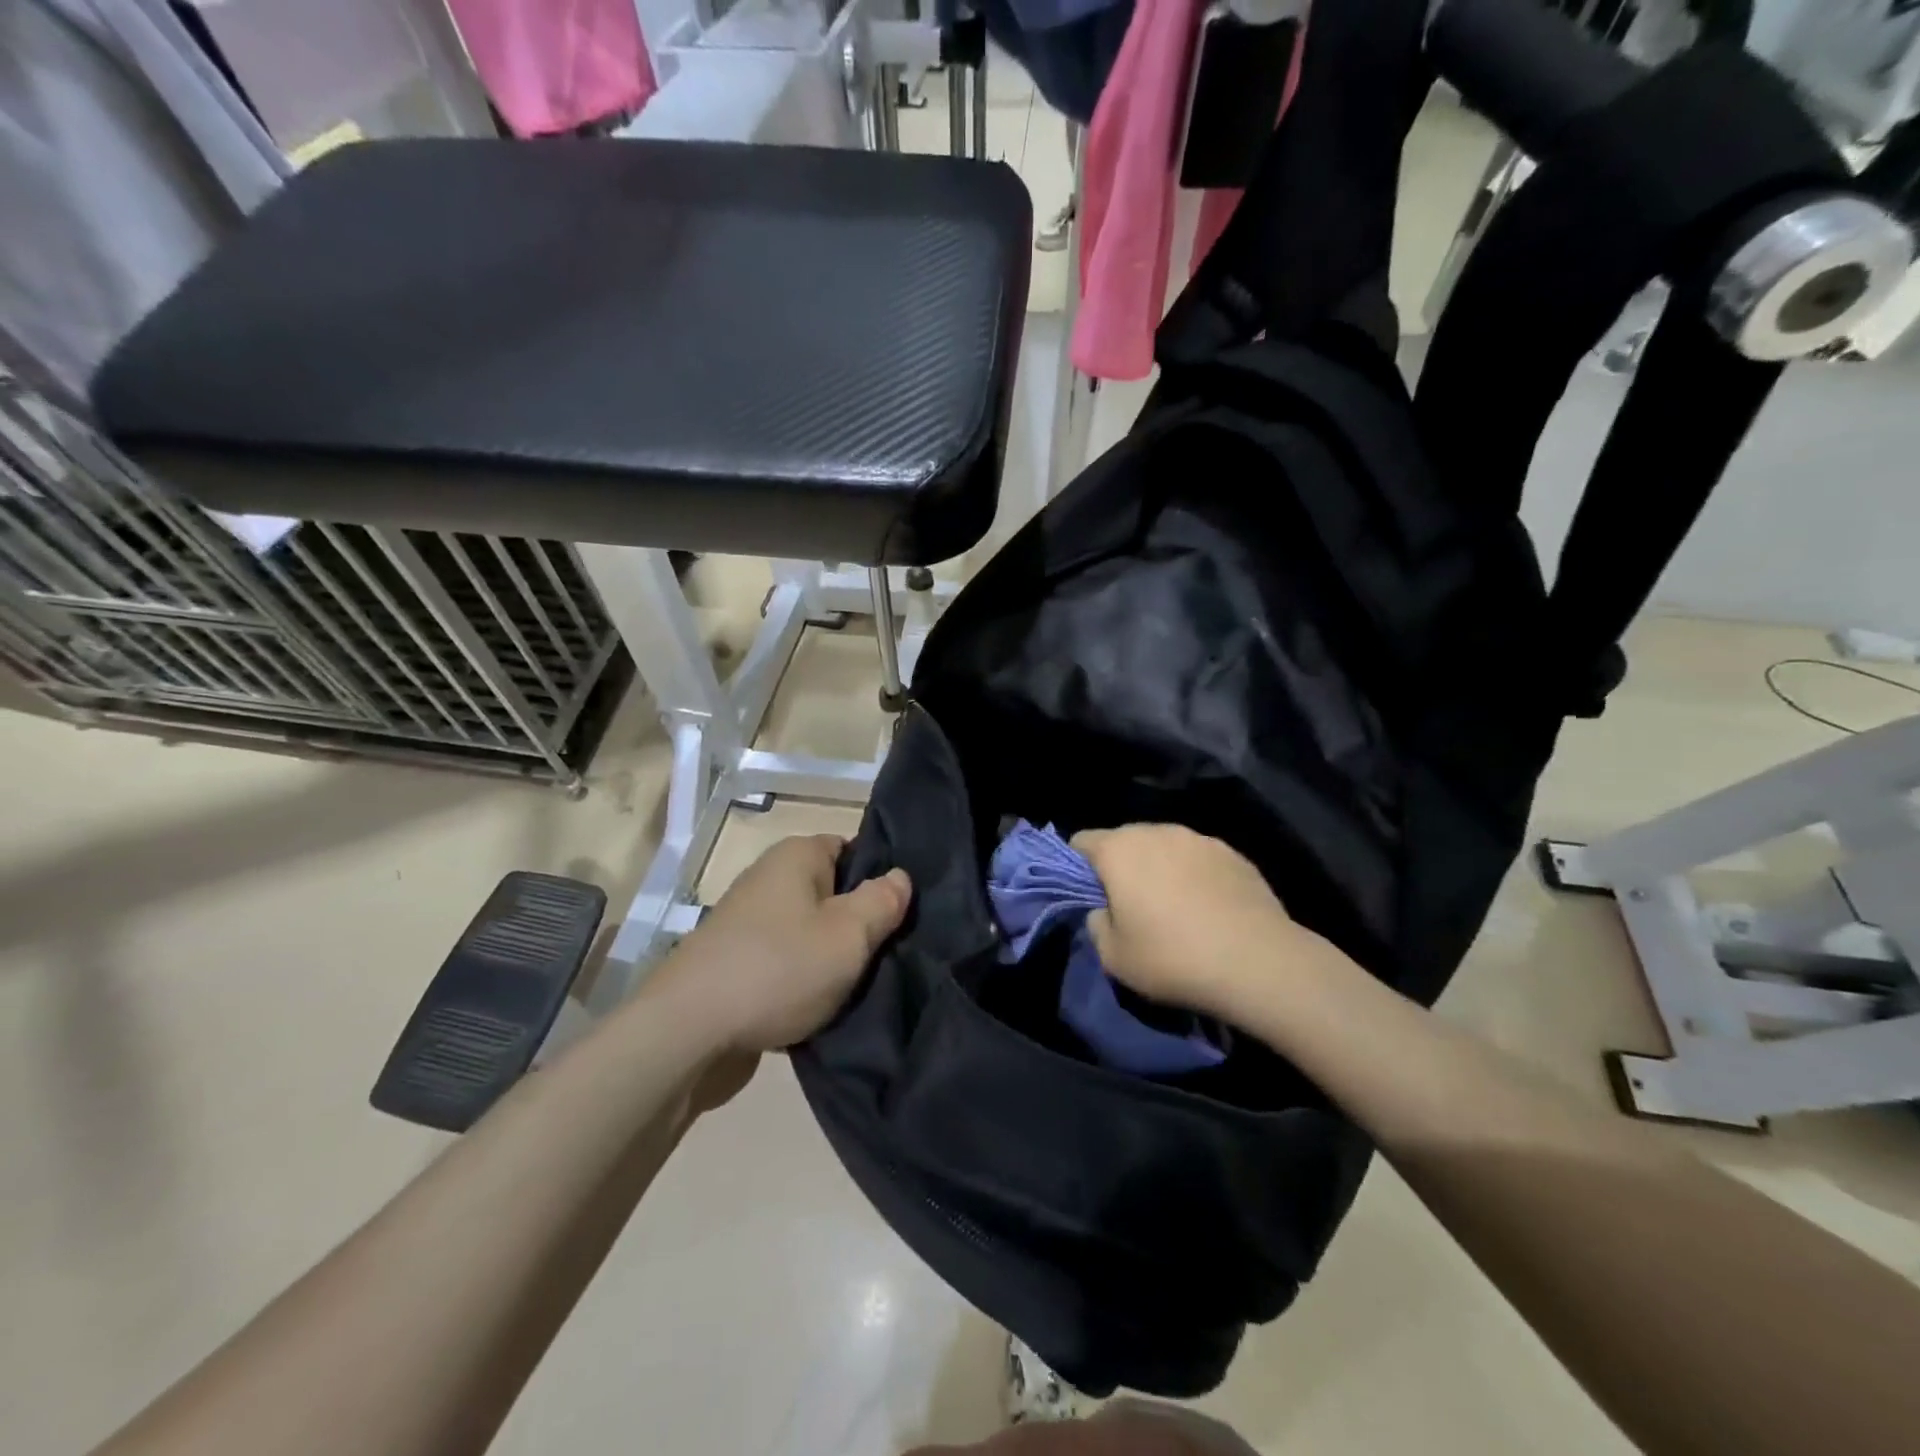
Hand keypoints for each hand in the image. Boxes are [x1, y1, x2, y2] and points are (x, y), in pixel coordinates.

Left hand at [649, 834, 911, 1055]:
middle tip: (890, 952)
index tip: (903, 912)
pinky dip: (804, 980)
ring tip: (861, 984)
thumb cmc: (778, 969)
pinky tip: (823, 1006)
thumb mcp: (848, 934)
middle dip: (860, 922)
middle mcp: (769, 879)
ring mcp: (748, 923)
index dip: (880, 876)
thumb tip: (900, 877)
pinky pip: (786, 962)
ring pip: (810, 931)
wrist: (687, 1035)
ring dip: (832, 956)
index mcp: (795, 856)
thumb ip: (882, 902)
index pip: (852, 848)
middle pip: (832, 893)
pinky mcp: (736, 964)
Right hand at [1072, 824, 1328, 1024]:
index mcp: (1119, 850)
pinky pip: (1198, 858)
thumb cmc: (1172, 959)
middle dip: (1121, 865)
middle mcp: (1157, 831)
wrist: (1258, 963)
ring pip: (1164, 846)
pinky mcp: (1234, 853)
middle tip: (1129, 905)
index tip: (1089, 896)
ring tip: (1173, 907)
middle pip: (1124, 840)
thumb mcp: (1113, 957)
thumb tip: (1103, 910)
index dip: (1077, 867)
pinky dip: (1194, 875)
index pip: (1082, 841)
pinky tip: (1208, 908)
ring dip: (1159, 867)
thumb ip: (1096, 924)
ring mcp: (1199, 838)